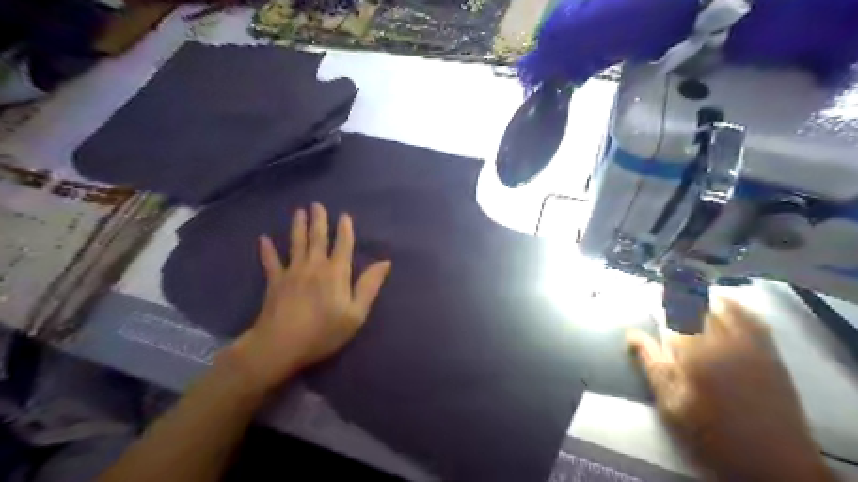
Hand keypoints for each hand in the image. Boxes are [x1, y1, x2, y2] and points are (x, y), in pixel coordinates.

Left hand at [226, 202, 390, 391]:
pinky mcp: (275, 282)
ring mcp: (292, 272)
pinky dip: (267, 250)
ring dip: (298, 227)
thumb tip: (385, 263)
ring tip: (299, 212)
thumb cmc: (324, 332)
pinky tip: (263, 239)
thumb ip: (369, 286)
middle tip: (317, 205)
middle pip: (318, 239)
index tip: (344, 215)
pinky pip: (270, 262)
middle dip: (319, 221)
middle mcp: (315, 266)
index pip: (343, 245)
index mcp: (336, 273)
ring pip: (296, 244)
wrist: (281, 345)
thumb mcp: (356, 314)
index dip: (345, 230)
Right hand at [628, 300, 831, 479]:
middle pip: (698, 304)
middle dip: (679, 293)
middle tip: (664, 290)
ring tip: (688, 290)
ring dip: (704, 296)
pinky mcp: (770, 354)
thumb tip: (631, 335)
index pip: (674, 311)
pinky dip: (736, 307)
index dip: (661, 297)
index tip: (650, 290)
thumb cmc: (710, 433)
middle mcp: (724, 340)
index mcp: (696, 351)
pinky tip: (725, 304)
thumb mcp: (671, 402)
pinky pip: (753, 319)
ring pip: (725, 306)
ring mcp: (751, 345)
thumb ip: (651, 363)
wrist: (772, 463)